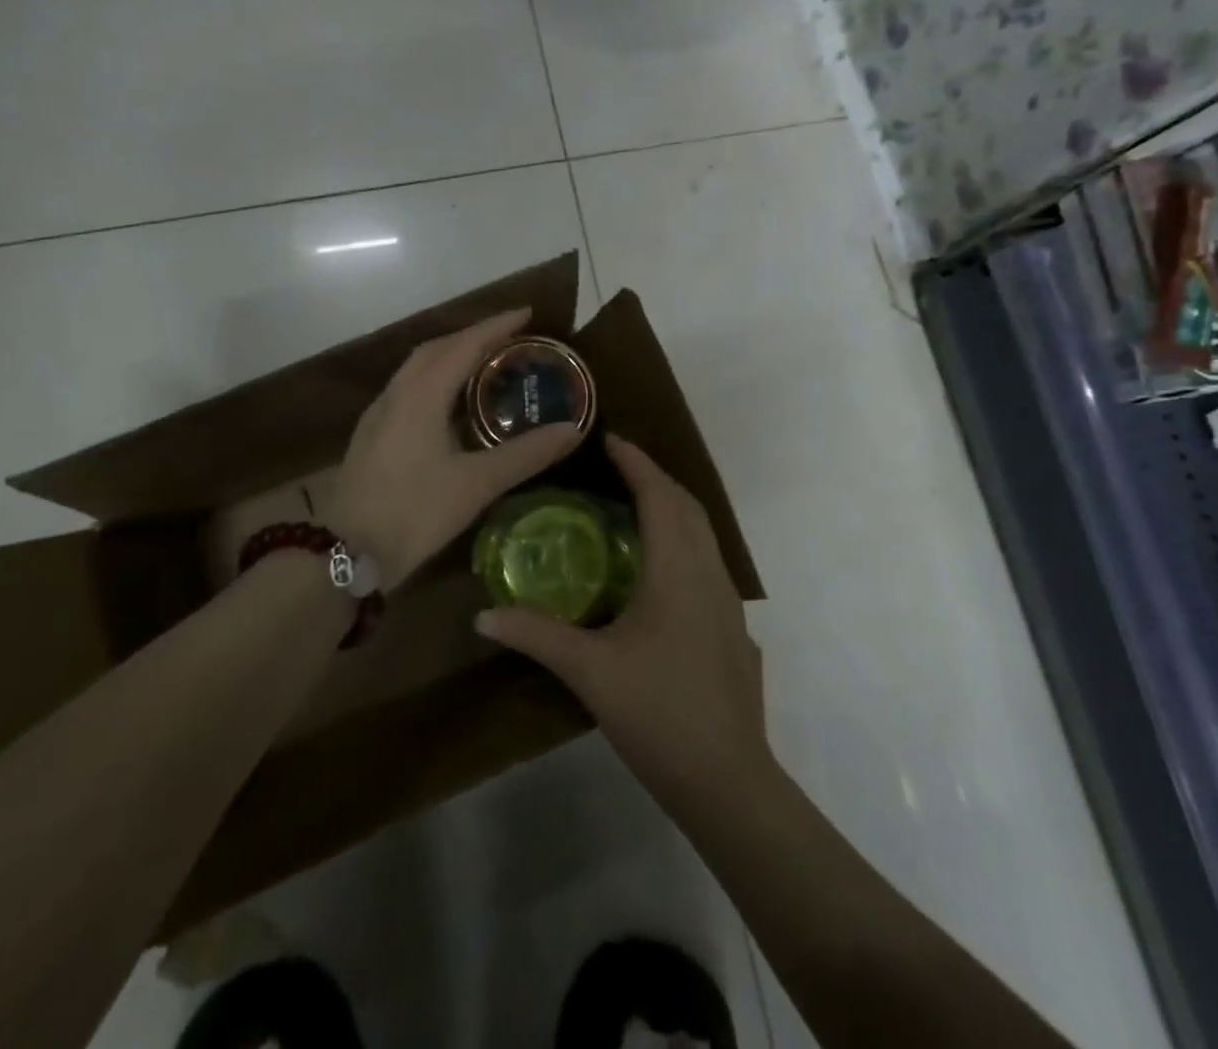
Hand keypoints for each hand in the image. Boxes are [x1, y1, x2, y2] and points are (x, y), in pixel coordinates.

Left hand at [322, 308, 582, 590]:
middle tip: (509, 338)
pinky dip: (434, 380)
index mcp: (421, 395)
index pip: (464, 345)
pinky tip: (450, 404)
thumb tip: (572, 430)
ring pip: (417, 368)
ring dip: (450, 356)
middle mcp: (396, 394)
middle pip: (436, 349)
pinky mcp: (371, 435)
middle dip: (473, 336)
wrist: (345, 553)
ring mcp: (379, 414)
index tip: (527, 313)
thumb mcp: (476, 484)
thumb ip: (526, 455)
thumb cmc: (413, 512)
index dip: (497, 326)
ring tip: (485, 363)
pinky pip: (407, 389)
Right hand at [475, 435, 770, 808]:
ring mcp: (729, 601)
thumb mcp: (589, 671)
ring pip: (704, 534)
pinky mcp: (734, 627)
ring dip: (673, 508)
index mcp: (676, 571)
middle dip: (655, 478)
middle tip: (617, 468)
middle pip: (687, 506)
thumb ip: (536, 636)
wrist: (728, 779)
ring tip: (635, 507)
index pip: (659, 496)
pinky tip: (660, 568)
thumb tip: (483, 617)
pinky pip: (709, 561)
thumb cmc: (658, 713)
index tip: (611, 439)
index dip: (637, 463)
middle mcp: (709, 574)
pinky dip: (684, 541)